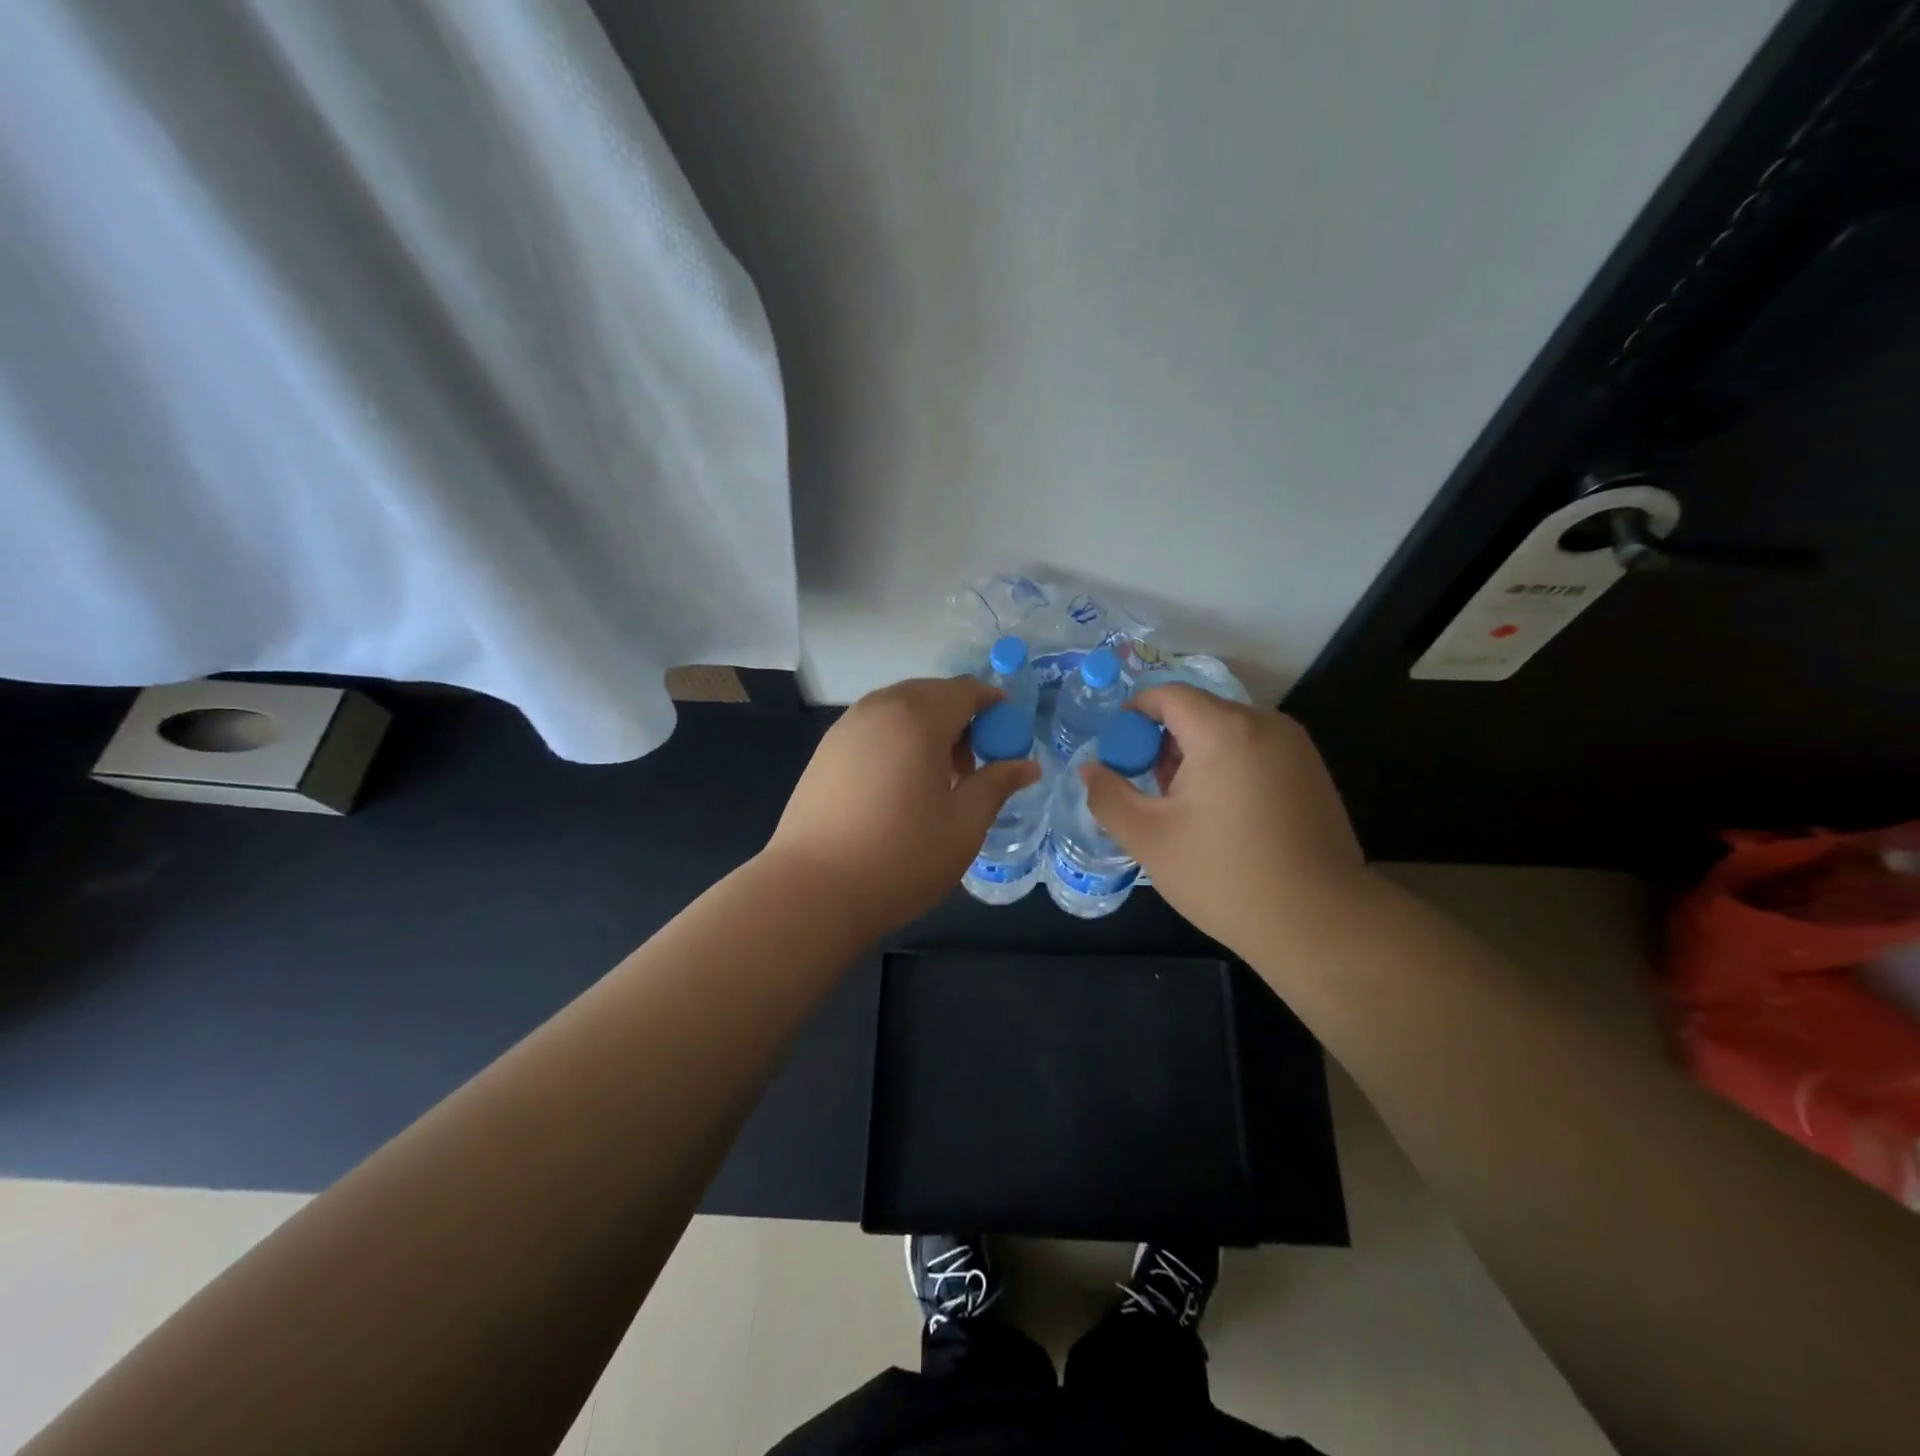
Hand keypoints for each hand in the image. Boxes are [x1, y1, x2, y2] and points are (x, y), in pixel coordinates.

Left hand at [765, 676, 1041, 934]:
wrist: (812, 890)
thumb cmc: (901, 857)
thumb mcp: (964, 825)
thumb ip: (996, 785)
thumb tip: (1028, 765)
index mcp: (918, 718)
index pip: (965, 690)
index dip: (993, 704)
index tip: (1008, 733)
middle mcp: (879, 709)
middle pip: (930, 693)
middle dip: (960, 716)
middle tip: (974, 762)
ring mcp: (845, 728)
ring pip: (898, 708)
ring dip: (926, 726)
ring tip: (937, 776)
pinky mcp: (825, 751)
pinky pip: (873, 727)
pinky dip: (896, 738)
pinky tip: (899, 784)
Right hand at [1081, 684, 1370, 957]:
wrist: (1319, 923)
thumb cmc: (1224, 876)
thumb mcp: (1149, 838)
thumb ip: (1108, 795)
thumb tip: (1089, 769)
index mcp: (1224, 730)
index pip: (1167, 695)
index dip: (1133, 717)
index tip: (1118, 756)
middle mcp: (1265, 724)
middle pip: (1198, 713)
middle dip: (1164, 744)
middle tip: (1150, 794)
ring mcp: (1296, 747)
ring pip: (1227, 733)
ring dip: (1196, 758)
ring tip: (1185, 812)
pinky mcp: (1313, 773)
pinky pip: (1255, 752)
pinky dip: (1228, 769)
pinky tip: (1225, 819)